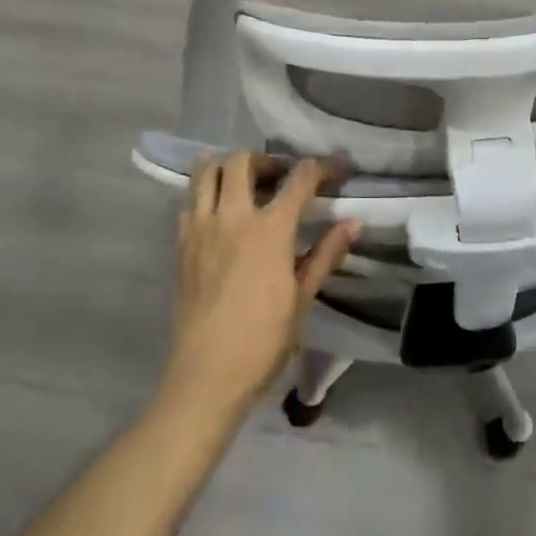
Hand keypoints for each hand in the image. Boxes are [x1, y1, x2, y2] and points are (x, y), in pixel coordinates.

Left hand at [162, 152, 358, 419]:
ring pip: (207, 170)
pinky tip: (220, 210)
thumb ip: (326, 253)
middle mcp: (233, 216)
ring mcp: (201, 227)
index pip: (300, 178)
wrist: (206, 376)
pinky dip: (206, 190)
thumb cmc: (263, 340)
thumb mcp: (302, 297)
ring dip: (228, 165)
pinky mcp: (181, 243)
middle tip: (282, 177)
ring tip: (246, 182)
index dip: (322, 166)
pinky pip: (190, 199)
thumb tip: (353, 222)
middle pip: (243, 160)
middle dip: (267, 159)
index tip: (337, 167)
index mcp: (270, 229)